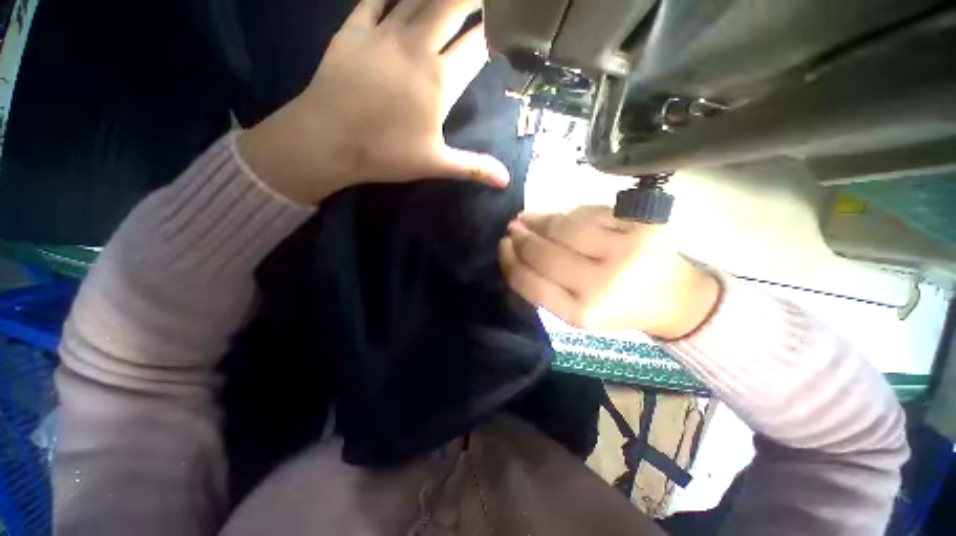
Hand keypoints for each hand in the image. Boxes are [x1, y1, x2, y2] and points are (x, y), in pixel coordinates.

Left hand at [237, 0, 508, 204]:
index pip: (478, 46)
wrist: (328, 140)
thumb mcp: (436, 164)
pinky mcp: (354, 28)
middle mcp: (417, 47)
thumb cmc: (386, 154)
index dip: (495, 32)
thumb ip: (474, 167)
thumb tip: (506, 182)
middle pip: (453, 5)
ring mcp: (384, 32)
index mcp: (440, 81)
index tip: (507, 26)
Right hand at [499, 207, 720, 339]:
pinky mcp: (644, 225)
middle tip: (513, 228)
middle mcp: (604, 285)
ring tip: (530, 218)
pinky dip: (572, 213)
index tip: (502, 246)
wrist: (674, 297)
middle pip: (545, 252)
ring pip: (565, 226)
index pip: (531, 283)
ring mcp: (627, 251)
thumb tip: (514, 248)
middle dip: (522, 237)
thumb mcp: (574, 311)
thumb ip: (542, 285)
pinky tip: (566, 218)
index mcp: (583, 314)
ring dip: (541, 219)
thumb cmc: (616, 307)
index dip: (510, 261)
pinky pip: (591, 211)